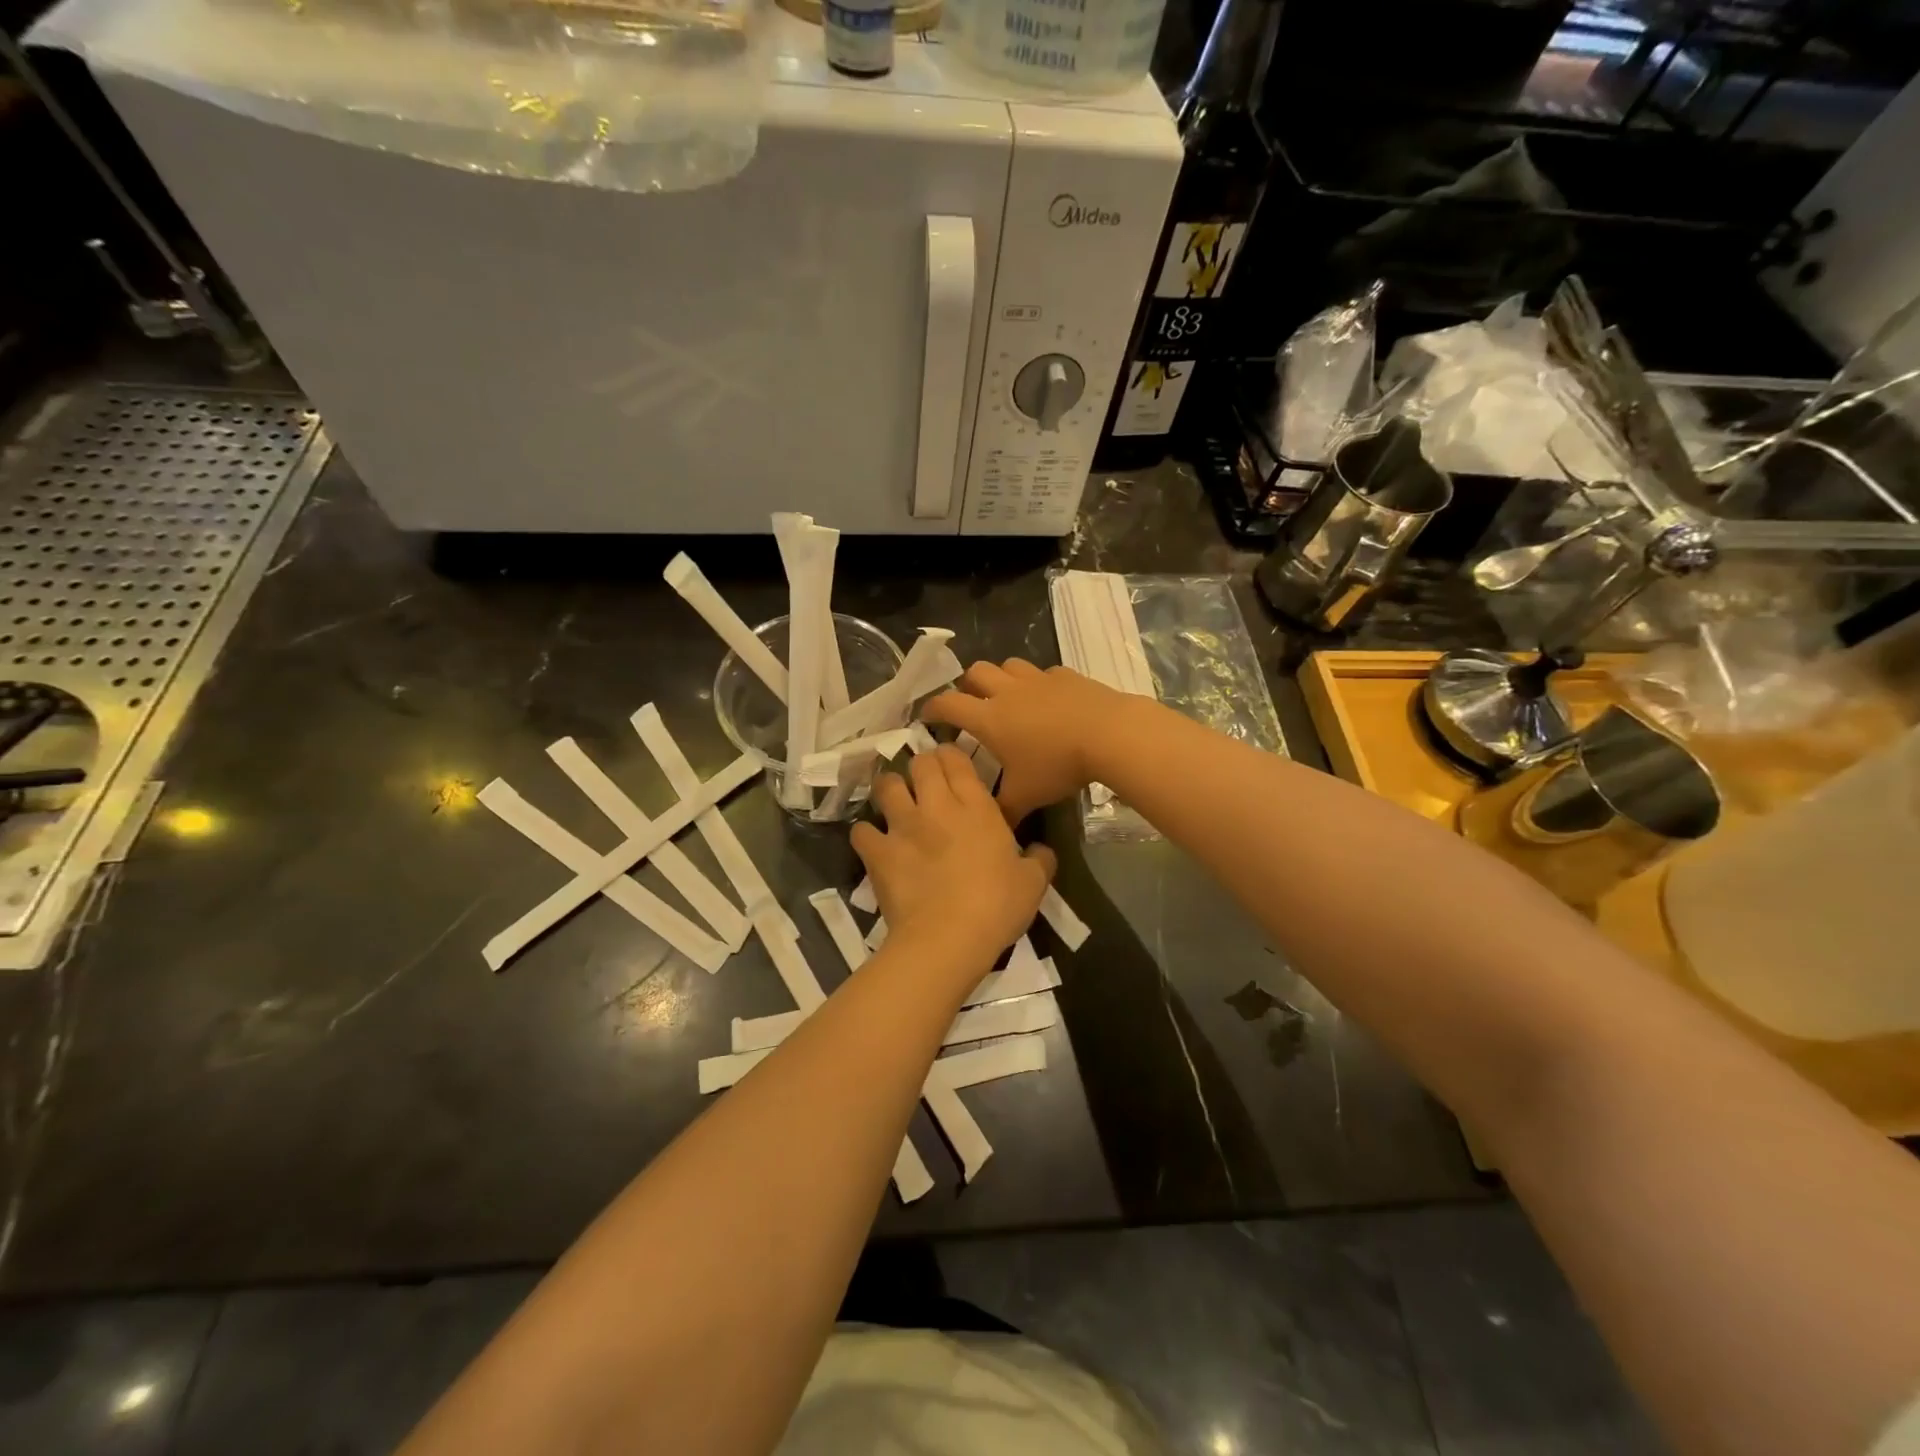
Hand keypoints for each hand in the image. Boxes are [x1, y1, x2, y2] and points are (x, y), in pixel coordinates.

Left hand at [850, 746, 1055, 968]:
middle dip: (921, 766)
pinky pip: (861, 830)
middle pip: (920, 764)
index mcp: (976, 807)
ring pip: (887, 786)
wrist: (948, 939)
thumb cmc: (996, 907)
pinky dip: (866, 833)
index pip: (956, 759)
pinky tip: (874, 842)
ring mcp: (903, 826)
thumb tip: (1041, 851)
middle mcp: (936, 806)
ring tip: (895, 801)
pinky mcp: (878, 852)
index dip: (950, 755)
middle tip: (924, 780)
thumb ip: (1039, 860)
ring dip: (891, 789)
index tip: (950, 764)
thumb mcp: (1033, 884)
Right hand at [922, 660, 1126, 822]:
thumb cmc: (1057, 765)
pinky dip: (1038, 684)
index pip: (948, 704)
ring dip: (1001, 678)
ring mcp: (1037, 679)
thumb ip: (1003, 810)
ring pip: (1007, 666)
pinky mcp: (1065, 675)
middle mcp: (1007, 692)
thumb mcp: (1026, 796)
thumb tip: (991, 827)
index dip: (932, 708)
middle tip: (971, 705)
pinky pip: (1043, 673)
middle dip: (966, 685)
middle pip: (974, 672)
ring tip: (1008, 698)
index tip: (927, 716)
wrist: (1107, 734)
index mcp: (989, 718)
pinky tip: (1048, 700)